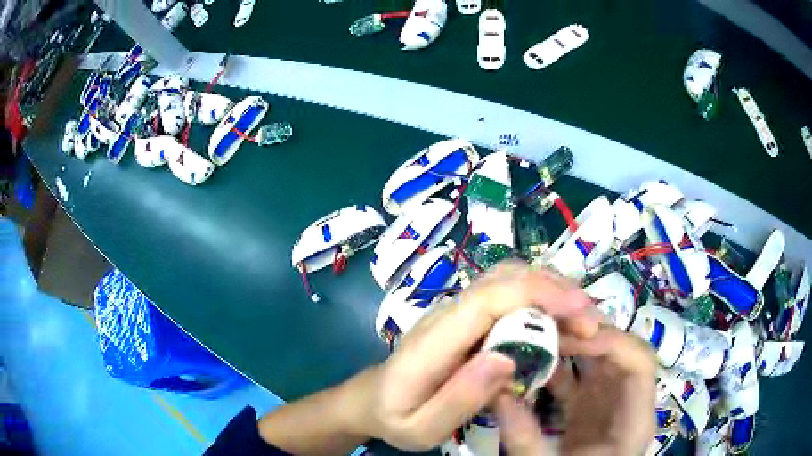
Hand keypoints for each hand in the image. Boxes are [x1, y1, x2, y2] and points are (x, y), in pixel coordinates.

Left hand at [354, 262, 598, 450]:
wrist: (373, 398)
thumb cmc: (397, 416)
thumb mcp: (420, 427)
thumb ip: (459, 398)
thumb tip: (506, 357)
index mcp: (432, 341)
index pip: (487, 299)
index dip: (537, 294)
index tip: (580, 307)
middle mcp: (446, 313)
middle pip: (503, 278)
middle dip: (554, 289)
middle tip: (591, 319)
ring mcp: (455, 309)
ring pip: (508, 278)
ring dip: (551, 288)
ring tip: (583, 317)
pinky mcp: (466, 315)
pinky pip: (507, 293)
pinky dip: (539, 297)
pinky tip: (559, 318)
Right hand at [495, 326, 656, 455]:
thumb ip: (525, 437)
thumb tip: (496, 394)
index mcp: (634, 418)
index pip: (639, 363)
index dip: (611, 342)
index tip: (570, 338)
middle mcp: (628, 401)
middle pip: (621, 352)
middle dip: (587, 334)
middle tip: (546, 325)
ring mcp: (609, 401)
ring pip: (599, 359)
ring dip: (571, 345)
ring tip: (536, 335)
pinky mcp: (589, 407)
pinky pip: (579, 378)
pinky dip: (557, 367)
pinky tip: (531, 363)